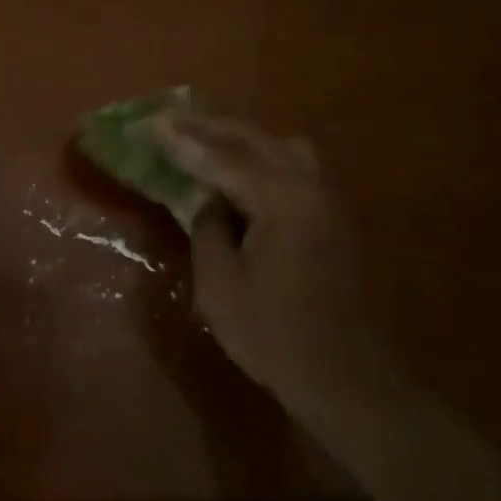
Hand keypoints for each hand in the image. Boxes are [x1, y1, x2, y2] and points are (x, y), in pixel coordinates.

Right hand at [153, 112, 388, 412]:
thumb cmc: (275, 336)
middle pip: (258, 140)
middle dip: (212, 127)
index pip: (224, 158)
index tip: (153, 122)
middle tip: (173, 121)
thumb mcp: (220, 285)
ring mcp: (332, 203)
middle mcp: (312, 189)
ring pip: (285, 149)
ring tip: (209, 145)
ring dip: (244, 140)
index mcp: (283, 201)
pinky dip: (266, 160)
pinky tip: (244, 177)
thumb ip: (208, 229)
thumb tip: (210, 203)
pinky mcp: (338, 221)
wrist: (348, 380)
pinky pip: (298, 170)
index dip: (184, 140)